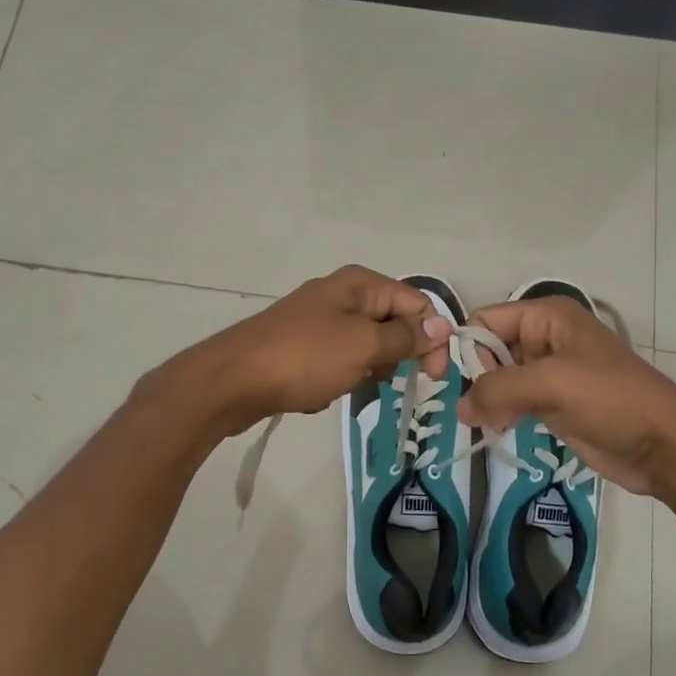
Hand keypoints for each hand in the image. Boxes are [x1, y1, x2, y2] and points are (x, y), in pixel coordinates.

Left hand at [152, 266, 452, 437]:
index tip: (435, 377)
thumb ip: (406, 337)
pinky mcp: (301, 345)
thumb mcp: (364, 346)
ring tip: (343, 384)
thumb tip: (442, 325)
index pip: (417, 304)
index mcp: (360, 284)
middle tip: (377, 378)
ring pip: (366, 347)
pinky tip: (319, 391)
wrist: (232, 381)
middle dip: (393, 356)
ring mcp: (318, 320)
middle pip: (392, 324)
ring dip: (364, 371)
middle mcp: (341, 294)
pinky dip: (338, 378)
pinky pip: (338, 361)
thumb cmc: (305, 358)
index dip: (432, 338)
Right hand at [455, 298, 675, 497]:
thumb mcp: (550, 384)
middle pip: (490, 349)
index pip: (487, 320)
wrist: (664, 446)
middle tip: (480, 410)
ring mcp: (551, 373)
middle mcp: (546, 339)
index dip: (469, 348)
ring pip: (500, 379)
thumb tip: (461, 408)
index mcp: (548, 317)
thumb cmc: (611, 400)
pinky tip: (502, 431)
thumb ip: (498, 389)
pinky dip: (503, 414)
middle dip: (479, 378)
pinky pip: (514, 401)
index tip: (462, 384)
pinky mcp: (554, 403)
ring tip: (491, 424)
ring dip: (490, 400)